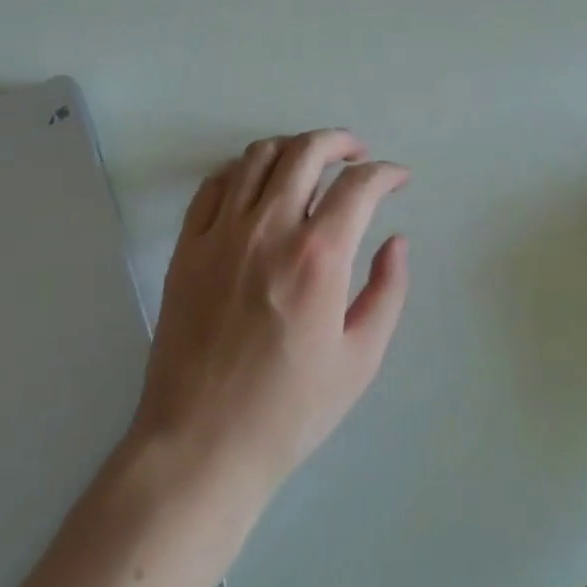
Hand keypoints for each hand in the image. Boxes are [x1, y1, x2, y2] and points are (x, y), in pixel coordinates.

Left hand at [131, 130, 410, 499]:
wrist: (201, 444)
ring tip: (310, 163)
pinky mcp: (188, 245)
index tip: (398, 179)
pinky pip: (215, 184)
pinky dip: (242, 171)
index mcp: (317, 257)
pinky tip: (257, 186)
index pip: (358, 185)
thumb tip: (397, 241)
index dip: (386, 173)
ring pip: (258, 156)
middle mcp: (269, 228)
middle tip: (356, 154)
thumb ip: (387, 291)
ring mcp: (222, 232)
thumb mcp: (360, 360)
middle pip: (306, 151)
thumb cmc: (289, 410)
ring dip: (292, 148)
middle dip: (340, 142)